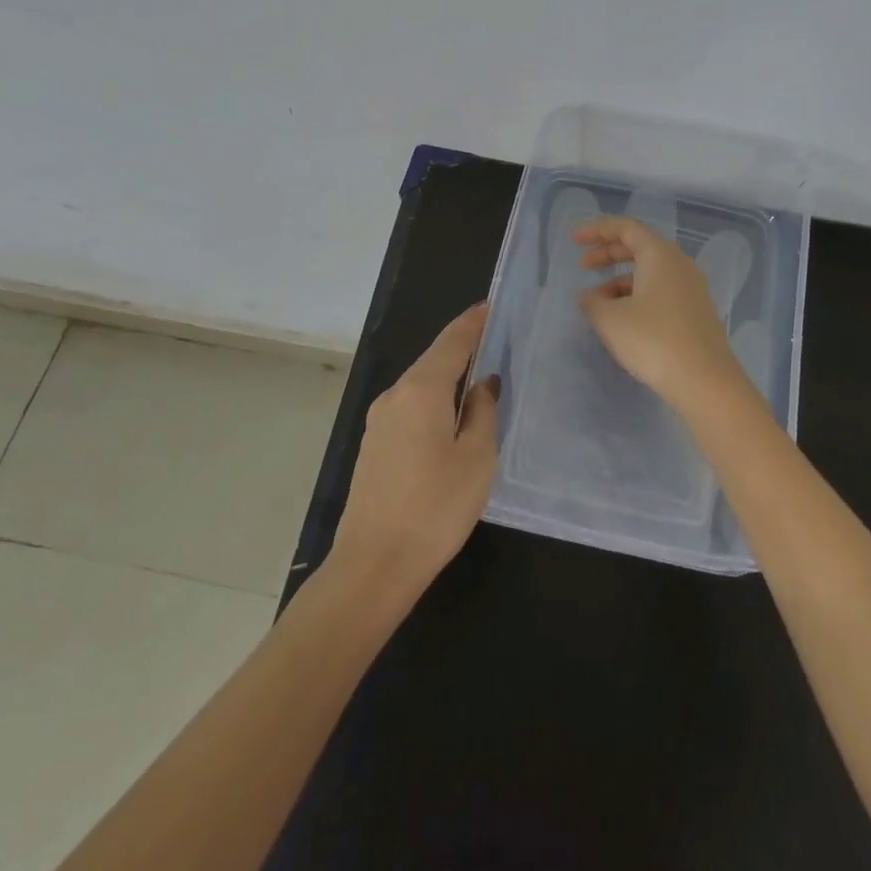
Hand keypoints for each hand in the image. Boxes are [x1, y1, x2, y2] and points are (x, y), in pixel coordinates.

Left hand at [330, 303, 499, 599]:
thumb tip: (482, 384)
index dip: (473, 322)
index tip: (492, 305)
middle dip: (464, 349)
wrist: (373, 565)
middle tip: (496, 343)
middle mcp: (395, 395)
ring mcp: (379, 420)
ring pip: (421, 386)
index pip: (452, 341)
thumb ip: (483, 411)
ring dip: (449, 379)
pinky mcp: (374, 445)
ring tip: (481, 381)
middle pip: (434, 360)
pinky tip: (452, 418)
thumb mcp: (477, 458)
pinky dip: (434, 401)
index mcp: (421, 390)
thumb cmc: (435, 508)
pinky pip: (411, 408)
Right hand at [574, 216, 749, 415]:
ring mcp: (692, 288)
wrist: (705, 381)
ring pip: (650, 271)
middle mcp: (679, 264)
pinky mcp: (696, 311)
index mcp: (660, 255)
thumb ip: (592, 302)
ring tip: (598, 302)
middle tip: (583, 266)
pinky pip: (661, 290)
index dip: (597, 230)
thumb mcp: (611, 320)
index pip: (626, 228)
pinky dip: (637, 295)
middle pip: (639, 246)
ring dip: (621, 279)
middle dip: (608, 253)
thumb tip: (588, 296)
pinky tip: (623, 319)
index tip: (574, 241)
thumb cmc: (654, 341)